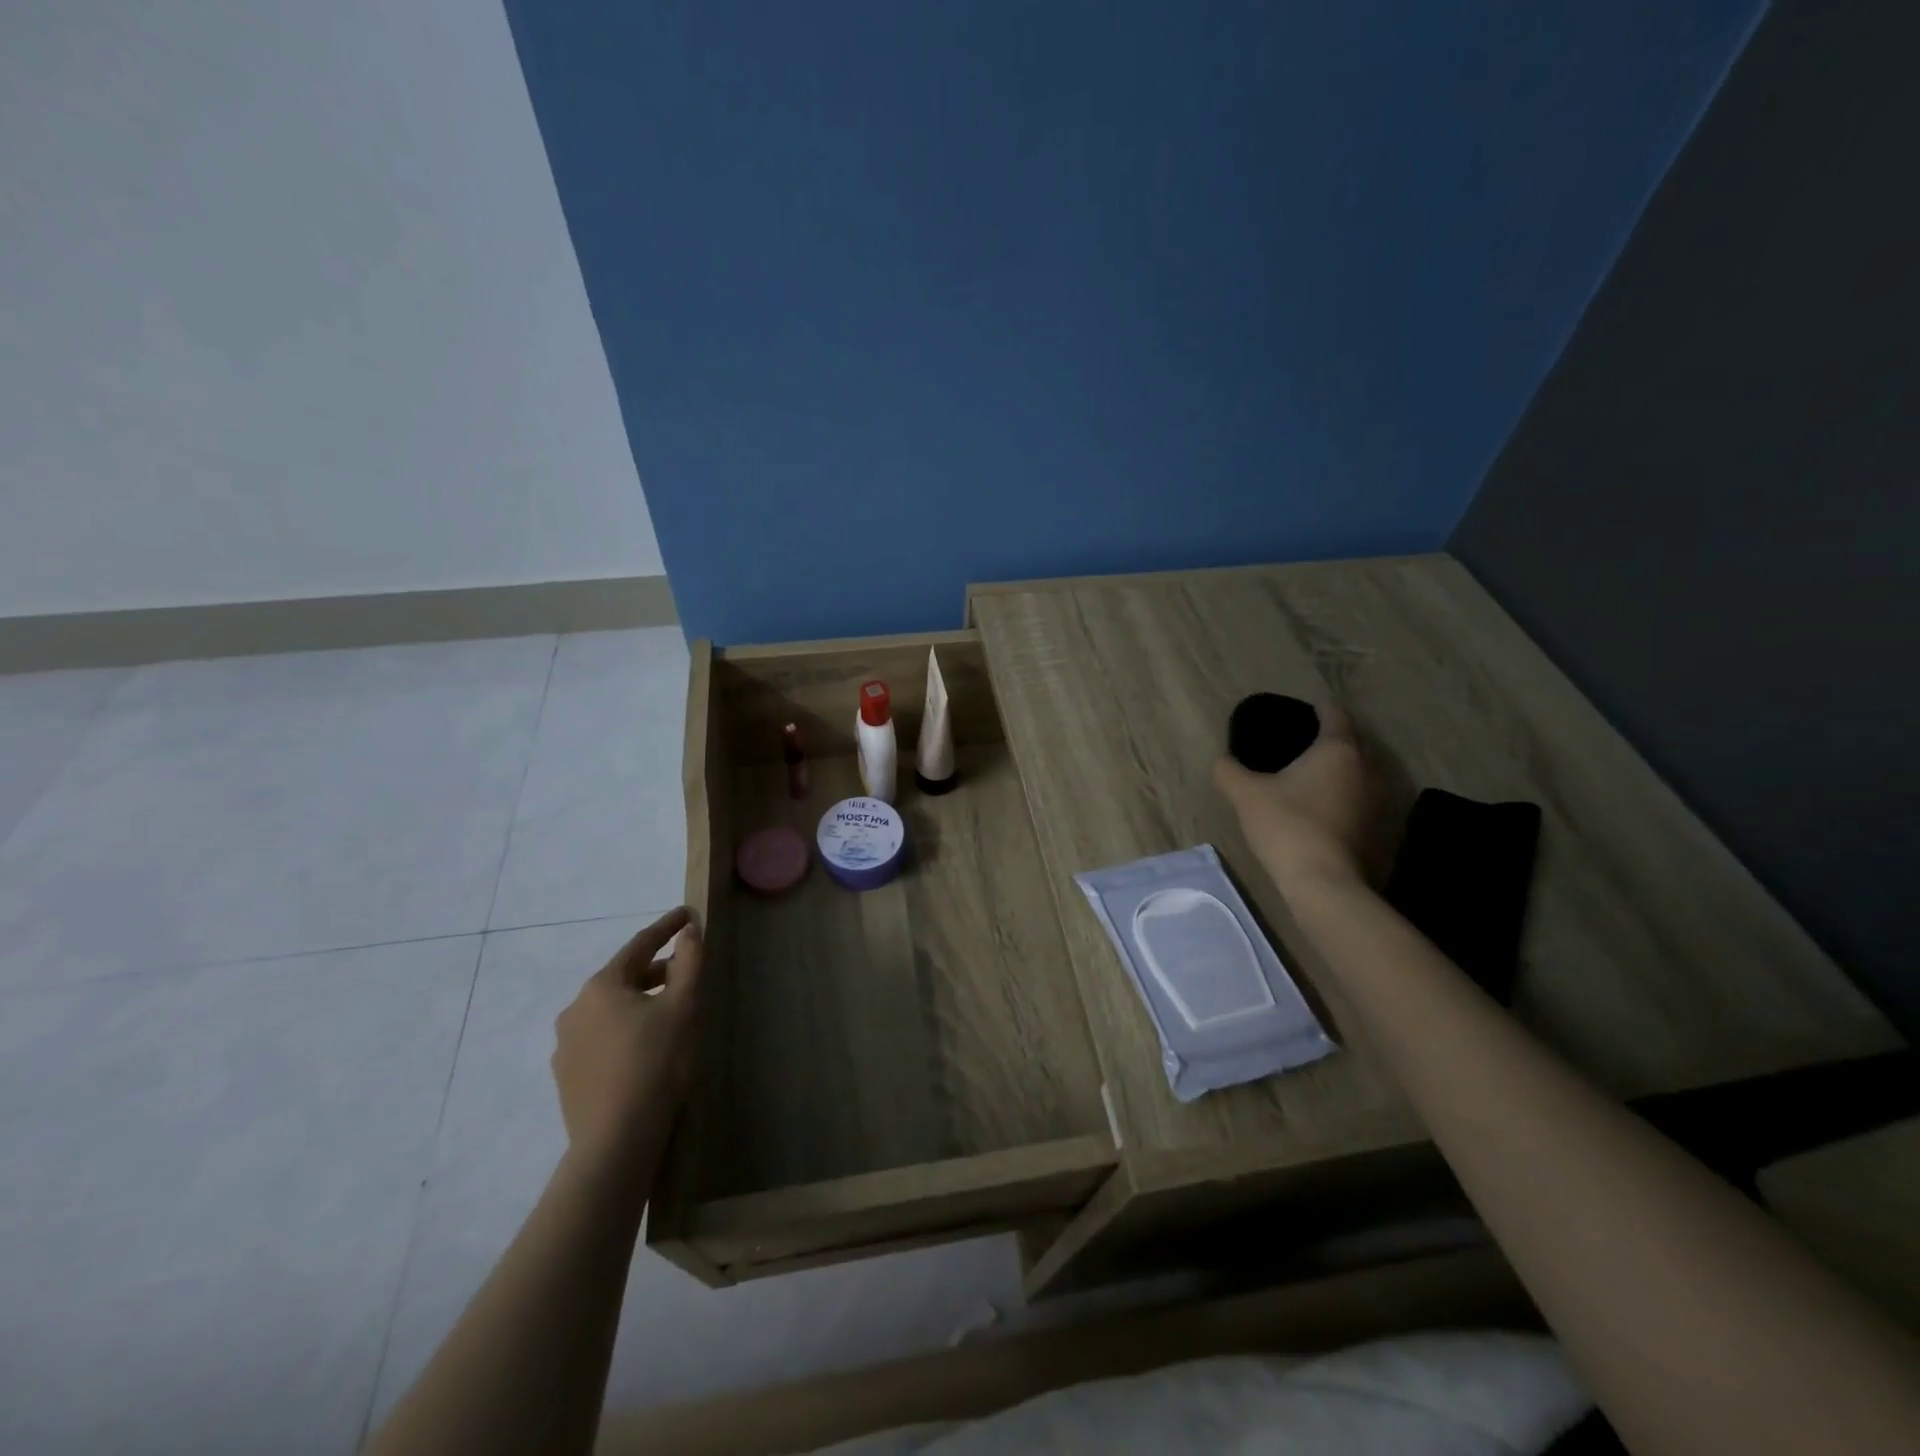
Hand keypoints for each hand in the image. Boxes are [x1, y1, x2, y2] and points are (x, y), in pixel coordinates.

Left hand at [551, 907, 703, 1175]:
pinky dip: (624, 1031)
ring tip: (666, 1012)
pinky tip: (642, 1049)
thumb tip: (688, 931)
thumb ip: (688, 962)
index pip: (640, 945)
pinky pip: (600, 1039)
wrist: (615, 1141)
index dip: (667, 928)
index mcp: (602, 986)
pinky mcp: (567, 1077)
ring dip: (638, 1002)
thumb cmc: (656, 1063)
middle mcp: (576, 1008)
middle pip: (622, 977)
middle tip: (684, 969)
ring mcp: (566, 1045)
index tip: (687, 914)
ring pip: (610, 1010)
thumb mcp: (683, 1006)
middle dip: (655, 969)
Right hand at [1213, 702, 1377, 890]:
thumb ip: (1229, 770)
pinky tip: (1321, 808)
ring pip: (1360, 772)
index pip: (1336, 714)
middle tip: (1301, 744)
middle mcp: (1367, 768)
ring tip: (1310, 777)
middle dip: (1331, 739)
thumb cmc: (1287, 826)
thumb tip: (1222, 760)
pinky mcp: (1378, 828)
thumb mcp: (1245, 794)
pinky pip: (1360, 799)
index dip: (1319, 709)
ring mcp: (1378, 800)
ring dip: (1340, 770)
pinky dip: (1344, 796)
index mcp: (1338, 749)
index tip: (1303, 712)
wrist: (1324, 882)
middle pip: (1353, 742)